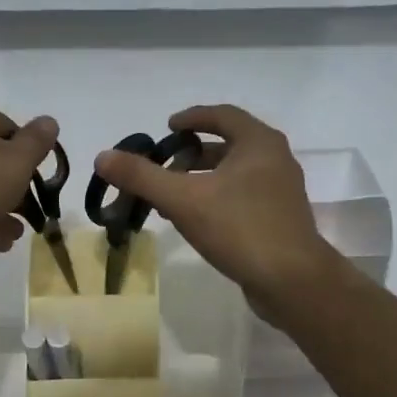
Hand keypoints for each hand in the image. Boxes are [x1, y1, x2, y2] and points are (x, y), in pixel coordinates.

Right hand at [92, 104, 337, 312]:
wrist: (292, 281)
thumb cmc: (240, 228)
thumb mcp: (184, 199)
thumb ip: (143, 177)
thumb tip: (103, 156)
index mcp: (259, 143)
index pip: (222, 115)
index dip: (192, 118)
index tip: (167, 128)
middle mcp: (275, 159)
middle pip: (229, 144)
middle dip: (193, 153)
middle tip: (165, 165)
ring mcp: (281, 191)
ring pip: (235, 174)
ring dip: (203, 179)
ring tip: (172, 196)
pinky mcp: (280, 219)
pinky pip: (243, 196)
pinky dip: (217, 198)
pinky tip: (197, 221)